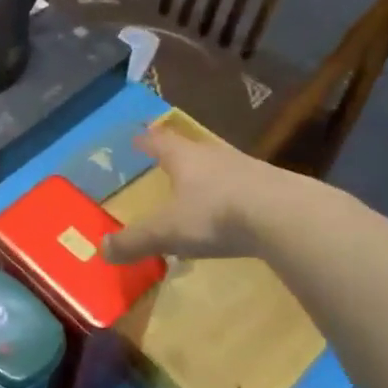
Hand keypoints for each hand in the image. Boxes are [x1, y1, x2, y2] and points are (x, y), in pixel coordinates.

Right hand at [102, 127, 335, 264]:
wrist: (287, 216)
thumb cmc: (216, 214)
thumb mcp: (167, 231)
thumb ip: (135, 241)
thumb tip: (101, 251)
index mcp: (184, 158)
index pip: (159, 142)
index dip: (146, 141)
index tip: (138, 137)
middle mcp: (214, 155)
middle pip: (192, 148)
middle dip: (178, 153)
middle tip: (167, 158)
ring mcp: (248, 168)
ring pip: (221, 165)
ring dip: (209, 173)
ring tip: (201, 186)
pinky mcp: (274, 187)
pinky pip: (246, 186)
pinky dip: (235, 195)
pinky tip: (236, 211)